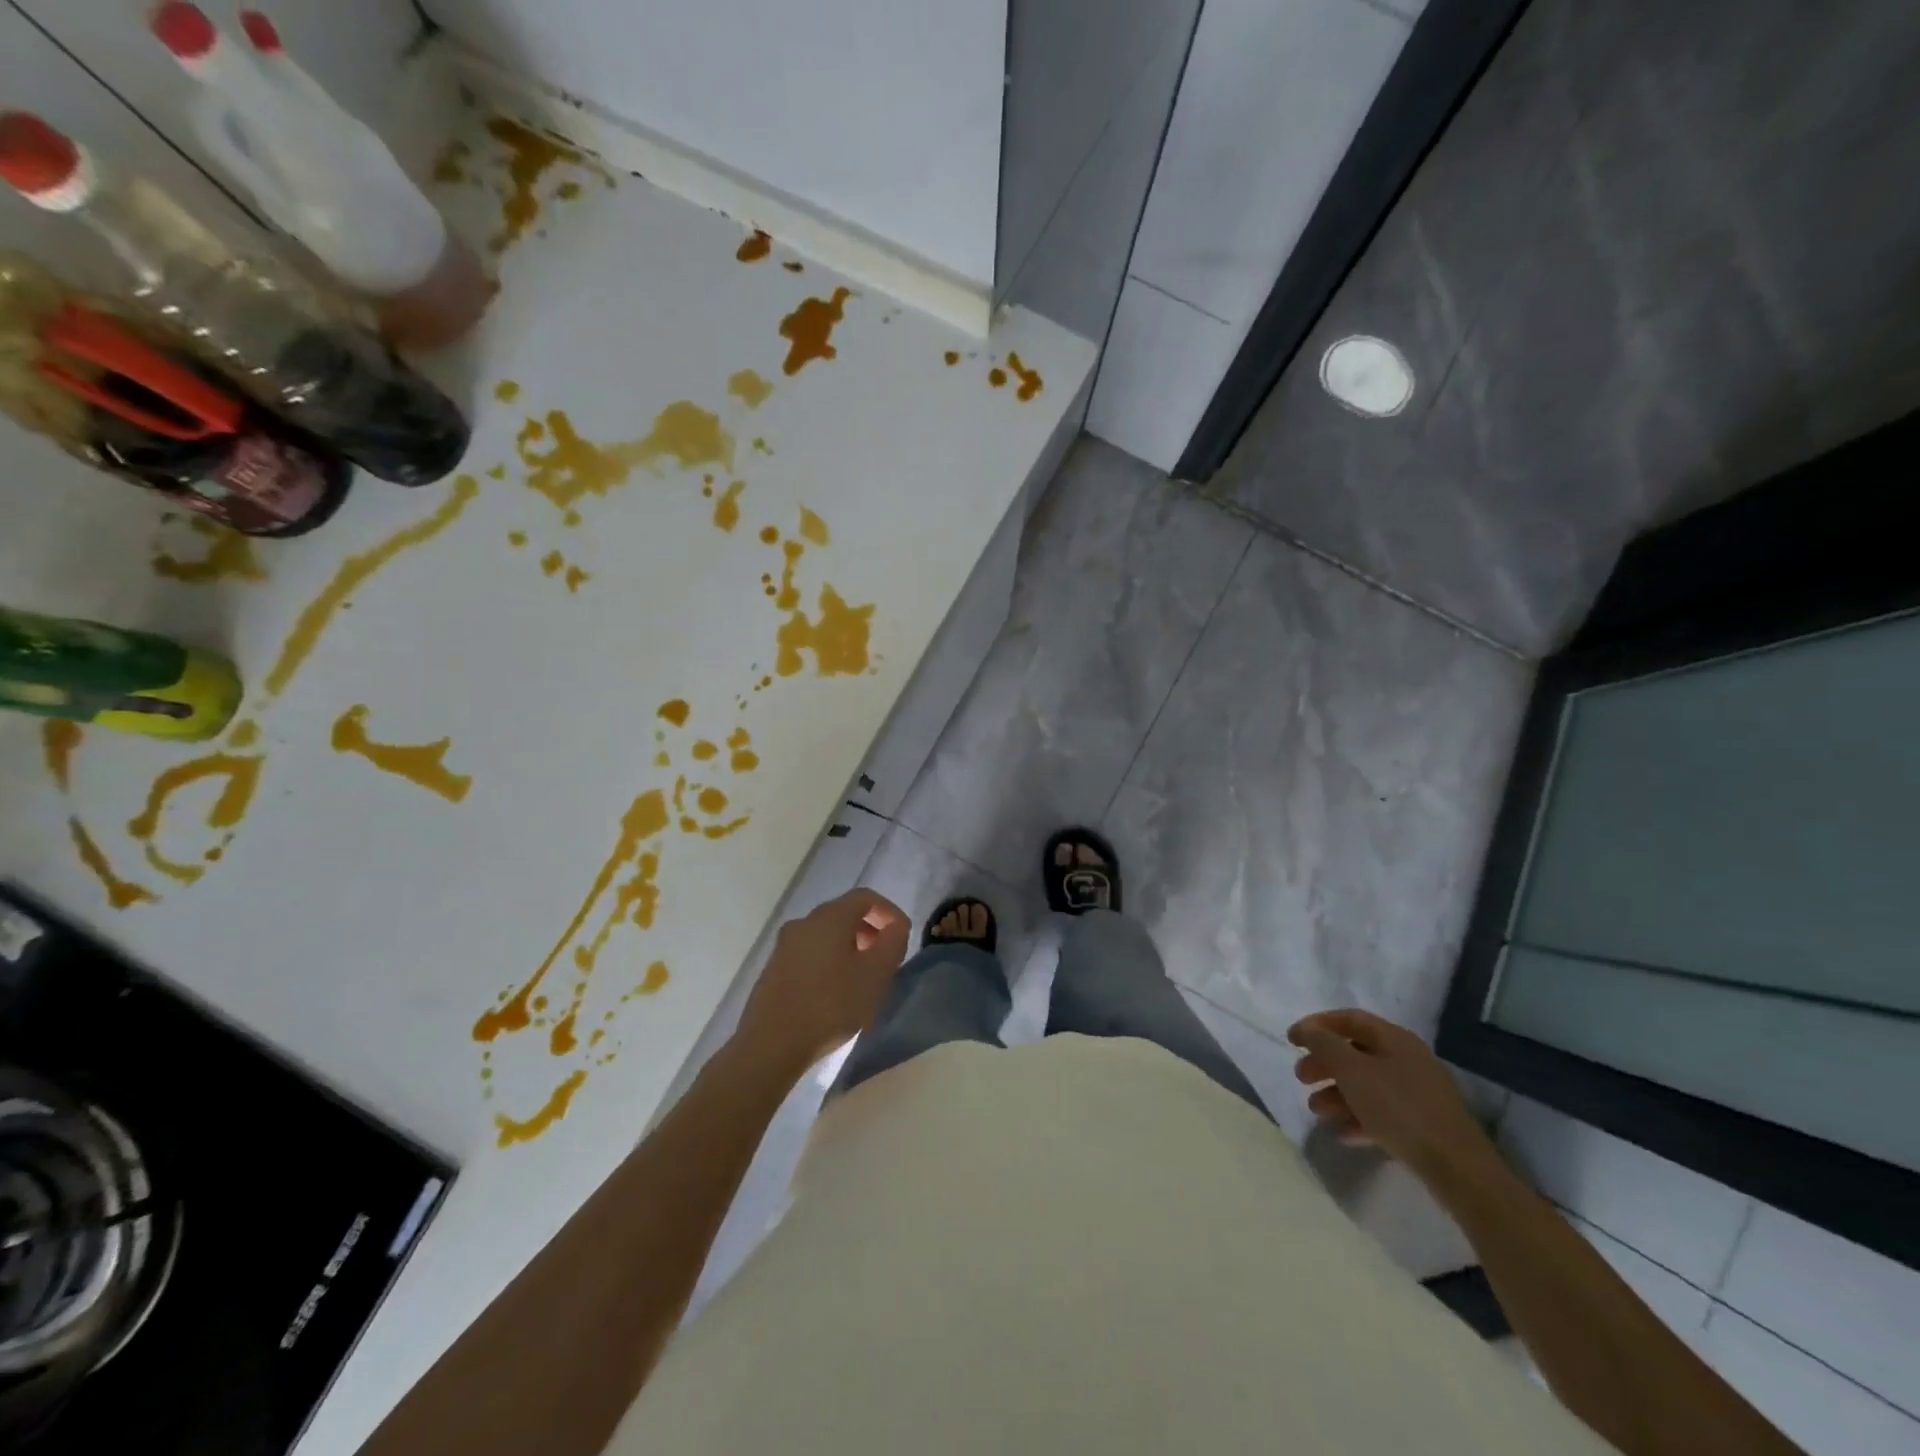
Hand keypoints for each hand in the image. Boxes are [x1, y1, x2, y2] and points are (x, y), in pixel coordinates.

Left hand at [736, 889, 909, 1072]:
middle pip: (844, 913)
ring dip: (849, 947)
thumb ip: (893, 942)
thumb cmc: (831, 1005)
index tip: (902, 936)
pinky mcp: (774, 968)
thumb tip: (895, 926)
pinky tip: (834, 991)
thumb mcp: (876, 974)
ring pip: (825, 934)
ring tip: (862, 977)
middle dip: (869, 930)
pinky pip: (809, 953)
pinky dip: (828, 960)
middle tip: (884, 957)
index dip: (889, 912)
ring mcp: (784, 945)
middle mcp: (804, 922)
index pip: (866, 897)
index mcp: (830, 917)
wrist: (771, 1044)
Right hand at [1287, 1009, 1500, 1191]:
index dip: (1317, 1025)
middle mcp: (1407, 1059)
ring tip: (1317, 1111)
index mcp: (1394, 1039)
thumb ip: (1324, 1045)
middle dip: (1324, 1064)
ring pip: (1367, 1085)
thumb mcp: (1352, 1071)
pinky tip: (1344, 1133)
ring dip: (1337, 1094)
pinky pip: (1383, 1113)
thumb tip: (1307, 1029)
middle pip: (1355, 1052)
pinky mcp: (1423, 1124)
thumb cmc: (1399, 1108)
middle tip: (1301, 1078)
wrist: (1457, 1168)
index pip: (1349, 1019)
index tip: (1291, 1041)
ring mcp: (1418, 1093)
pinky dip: (1359, 1117)